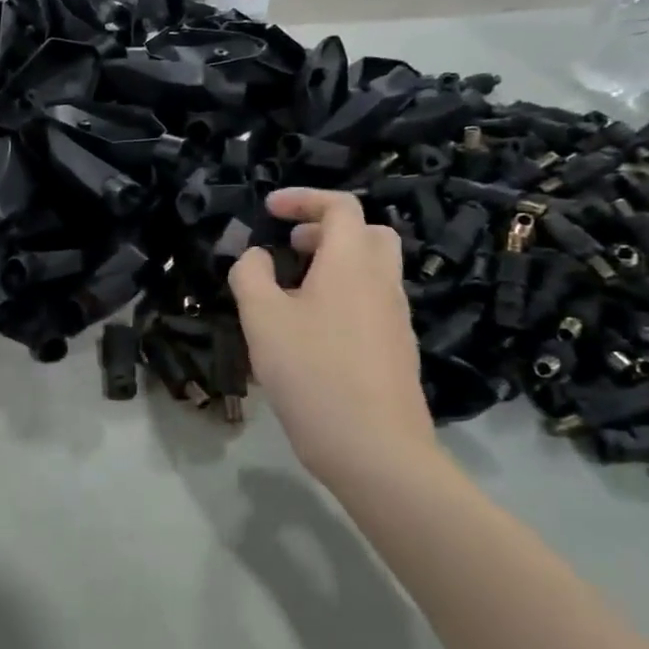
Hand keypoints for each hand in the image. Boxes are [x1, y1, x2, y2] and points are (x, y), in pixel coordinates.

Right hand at [228, 188, 434, 485]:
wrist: (376, 450)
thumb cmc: (313, 374)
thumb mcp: (262, 319)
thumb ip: (251, 275)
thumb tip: (256, 256)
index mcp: (352, 263)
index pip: (340, 206)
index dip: (303, 199)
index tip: (269, 211)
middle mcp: (382, 282)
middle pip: (367, 233)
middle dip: (326, 229)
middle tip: (290, 248)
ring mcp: (396, 318)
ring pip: (372, 269)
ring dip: (334, 264)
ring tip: (291, 293)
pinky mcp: (397, 349)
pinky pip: (371, 302)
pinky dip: (343, 295)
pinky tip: (311, 334)